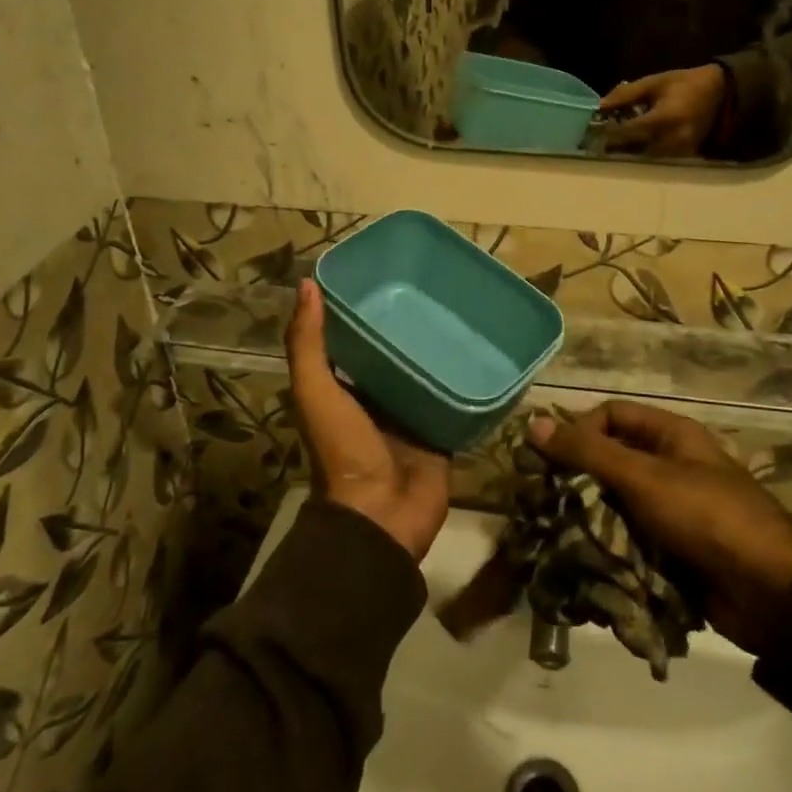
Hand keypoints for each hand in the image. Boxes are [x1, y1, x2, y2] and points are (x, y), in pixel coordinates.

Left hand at [286, 281, 450, 561]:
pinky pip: (456, 398)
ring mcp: (413, 415)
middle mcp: (379, 398)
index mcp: (346, 388)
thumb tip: (307, 283)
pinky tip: (484, 350)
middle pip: (397, 354)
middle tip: (437, 288)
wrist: (381, 516)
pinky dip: (466, 379)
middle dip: (412, 325)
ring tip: (464, 310)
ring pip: (429, 373)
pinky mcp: (442, 431)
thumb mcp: (315, 392)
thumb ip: (308, 344)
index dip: (369, 309)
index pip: (359, 339)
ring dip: (441, 349)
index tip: (388, 274)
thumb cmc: (343, 450)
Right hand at [531, 401, 791, 653]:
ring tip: (557, 540)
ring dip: (590, 522)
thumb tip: (534, 424)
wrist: (770, 592)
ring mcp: (671, 512)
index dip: (580, 432)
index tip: (552, 463)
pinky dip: (609, 553)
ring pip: (616, 507)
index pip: (611, 416)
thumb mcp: (644, 477)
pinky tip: (583, 567)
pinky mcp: (672, 552)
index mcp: (670, 436)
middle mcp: (670, 467)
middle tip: (543, 505)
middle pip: (611, 463)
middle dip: (578, 483)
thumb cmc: (705, 516)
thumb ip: (589, 452)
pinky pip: (630, 543)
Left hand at [598, 65, 726, 156]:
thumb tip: (600, 106)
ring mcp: (679, 152)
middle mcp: (671, 140)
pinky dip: (643, 154)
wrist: (721, 94)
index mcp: (664, 119)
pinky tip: (635, 145)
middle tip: (599, 141)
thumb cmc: (685, 84)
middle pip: (633, 150)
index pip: (627, 133)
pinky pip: (657, 159)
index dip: (609, 133)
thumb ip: (626, 94)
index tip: (593, 131)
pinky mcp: (684, 158)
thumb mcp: (654, 82)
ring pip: (644, 158)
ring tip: (615, 144)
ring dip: (628, 152)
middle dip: (615, 146)